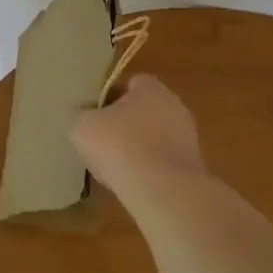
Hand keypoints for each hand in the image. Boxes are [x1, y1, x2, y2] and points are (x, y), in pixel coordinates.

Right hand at [71, 74, 206, 196]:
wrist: (162, 189)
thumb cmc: (119, 146)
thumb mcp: (81, 126)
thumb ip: (79, 114)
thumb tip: (81, 112)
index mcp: (151, 89)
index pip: (132, 83)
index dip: (111, 96)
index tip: (96, 114)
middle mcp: (175, 106)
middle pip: (145, 109)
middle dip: (126, 122)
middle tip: (103, 139)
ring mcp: (188, 136)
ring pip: (156, 136)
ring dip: (139, 146)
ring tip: (116, 165)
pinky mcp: (192, 165)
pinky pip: (164, 160)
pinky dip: (150, 168)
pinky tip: (133, 182)